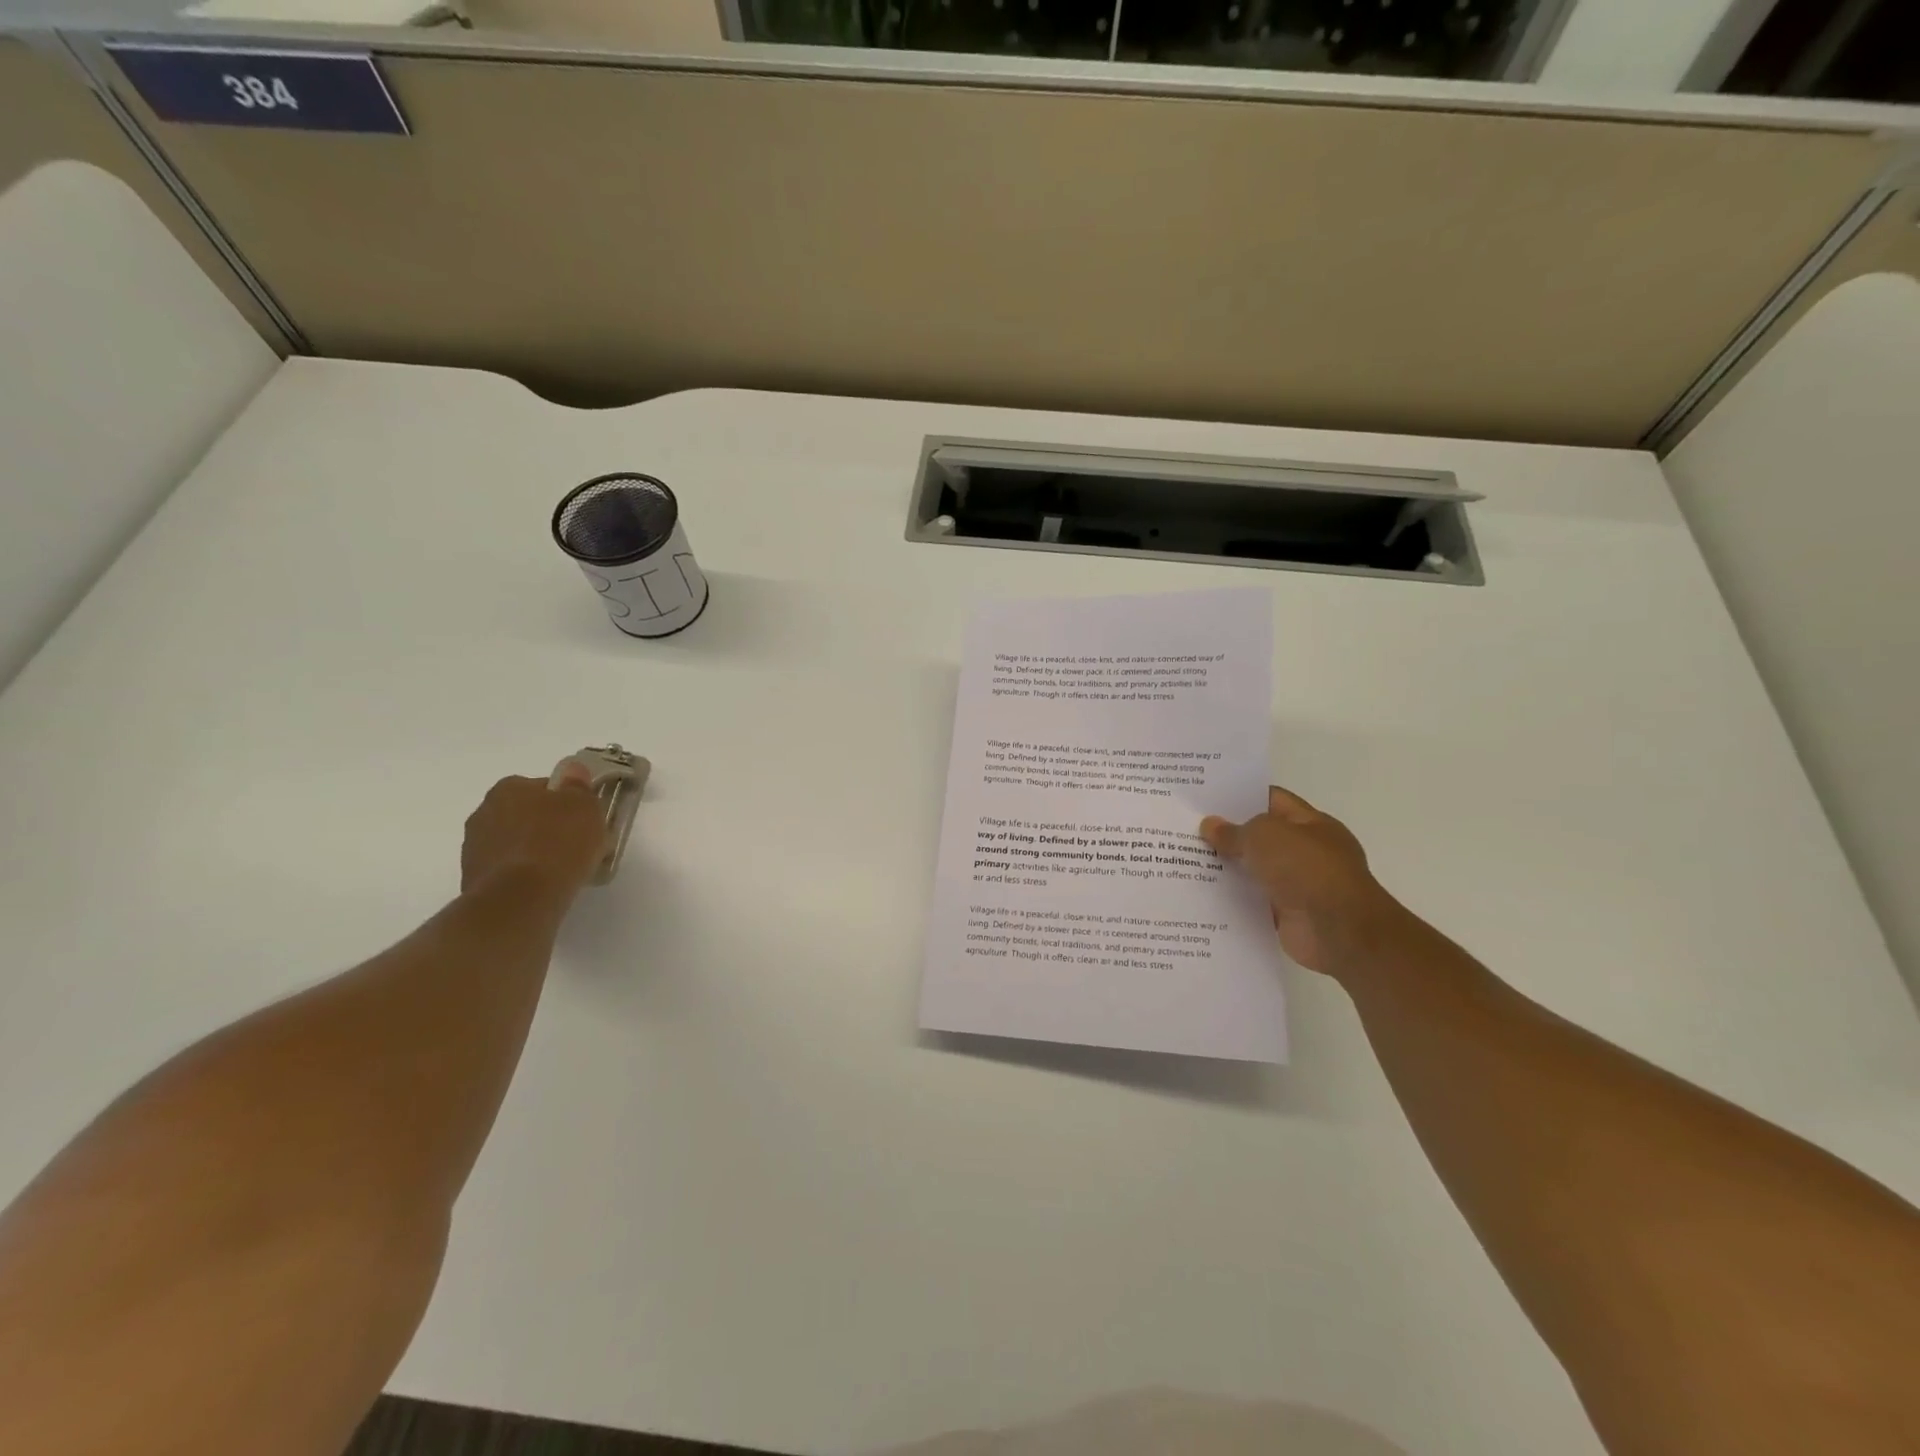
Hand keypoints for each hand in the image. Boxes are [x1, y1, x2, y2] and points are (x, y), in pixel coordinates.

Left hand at [460, 766, 607, 897]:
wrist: (522, 897)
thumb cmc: (559, 842)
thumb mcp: (585, 805)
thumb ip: (578, 785)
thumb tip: (572, 771)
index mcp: (509, 788)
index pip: (543, 787)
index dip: (567, 802)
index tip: (584, 819)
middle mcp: (484, 811)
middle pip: (526, 814)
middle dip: (547, 825)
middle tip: (576, 844)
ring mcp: (474, 847)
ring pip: (515, 842)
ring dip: (534, 850)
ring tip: (563, 869)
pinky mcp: (473, 879)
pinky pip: (508, 869)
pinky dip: (524, 874)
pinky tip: (545, 886)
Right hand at [1200, 787, 1401, 976]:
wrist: (1339, 931)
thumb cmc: (1307, 869)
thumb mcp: (1265, 836)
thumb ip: (1234, 831)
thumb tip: (1210, 826)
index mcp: (1311, 824)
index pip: (1272, 800)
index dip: (1240, 797)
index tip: (1205, 799)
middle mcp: (1308, 852)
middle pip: (1261, 837)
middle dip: (1228, 834)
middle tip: (1187, 829)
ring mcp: (1299, 885)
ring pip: (1255, 870)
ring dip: (1228, 868)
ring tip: (1186, 861)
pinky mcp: (1288, 915)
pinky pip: (1254, 901)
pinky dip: (1234, 899)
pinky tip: (1202, 894)